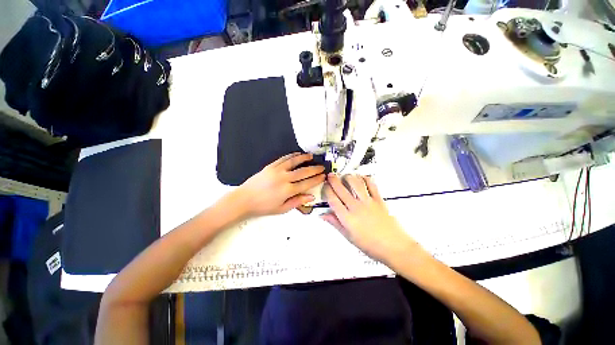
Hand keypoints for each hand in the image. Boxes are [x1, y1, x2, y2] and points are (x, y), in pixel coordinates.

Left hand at [236, 153, 325, 216]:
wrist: (244, 200)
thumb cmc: (263, 207)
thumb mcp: (282, 209)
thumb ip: (297, 202)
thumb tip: (311, 196)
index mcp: (288, 190)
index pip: (307, 183)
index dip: (316, 179)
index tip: (323, 176)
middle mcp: (284, 178)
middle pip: (303, 172)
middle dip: (314, 169)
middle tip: (322, 167)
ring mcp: (277, 170)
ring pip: (294, 162)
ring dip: (304, 158)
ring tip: (311, 156)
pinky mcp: (270, 166)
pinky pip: (283, 159)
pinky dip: (291, 155)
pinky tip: (297, 154)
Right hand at [322, 174, 418, 264]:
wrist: (394, 247)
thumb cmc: (371, 245)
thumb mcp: (349, 236)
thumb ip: (335, 223)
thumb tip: (323, 216)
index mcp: (347, 218)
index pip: (333, 200)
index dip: (327, 190)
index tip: (325, 186)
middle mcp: (356, 208)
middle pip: (341, 189)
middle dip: (333, 180)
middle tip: (330, 175)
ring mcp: (368, 202)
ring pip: (355, 184)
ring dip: (348, 177)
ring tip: (345, 176)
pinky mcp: (379, 200)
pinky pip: (371, 185)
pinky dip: (365, 179)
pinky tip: (361, 177)